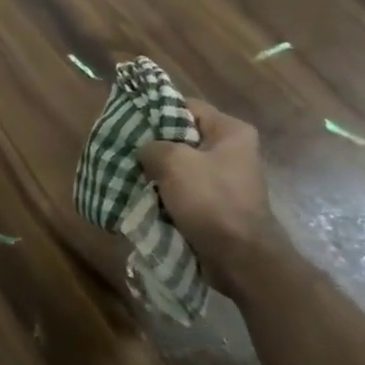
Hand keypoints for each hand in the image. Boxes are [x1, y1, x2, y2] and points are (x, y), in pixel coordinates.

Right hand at [137, 99, 282, 271]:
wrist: (239, 258)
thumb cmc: (211, 200)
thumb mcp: (174, 163)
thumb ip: (152, 146)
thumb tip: (146, 151)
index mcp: (231, 132)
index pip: (187, 106)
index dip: (157, 111)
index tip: (129, 121)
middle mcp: (232, 151)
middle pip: (183, 137)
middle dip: (154, 145)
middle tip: (125, 150)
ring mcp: (225, 180)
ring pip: (181, 166)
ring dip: (157, 173)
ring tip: (129, 174)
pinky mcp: (217, 205)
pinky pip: (184, 190)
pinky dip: (165, 194)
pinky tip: (144, 198)